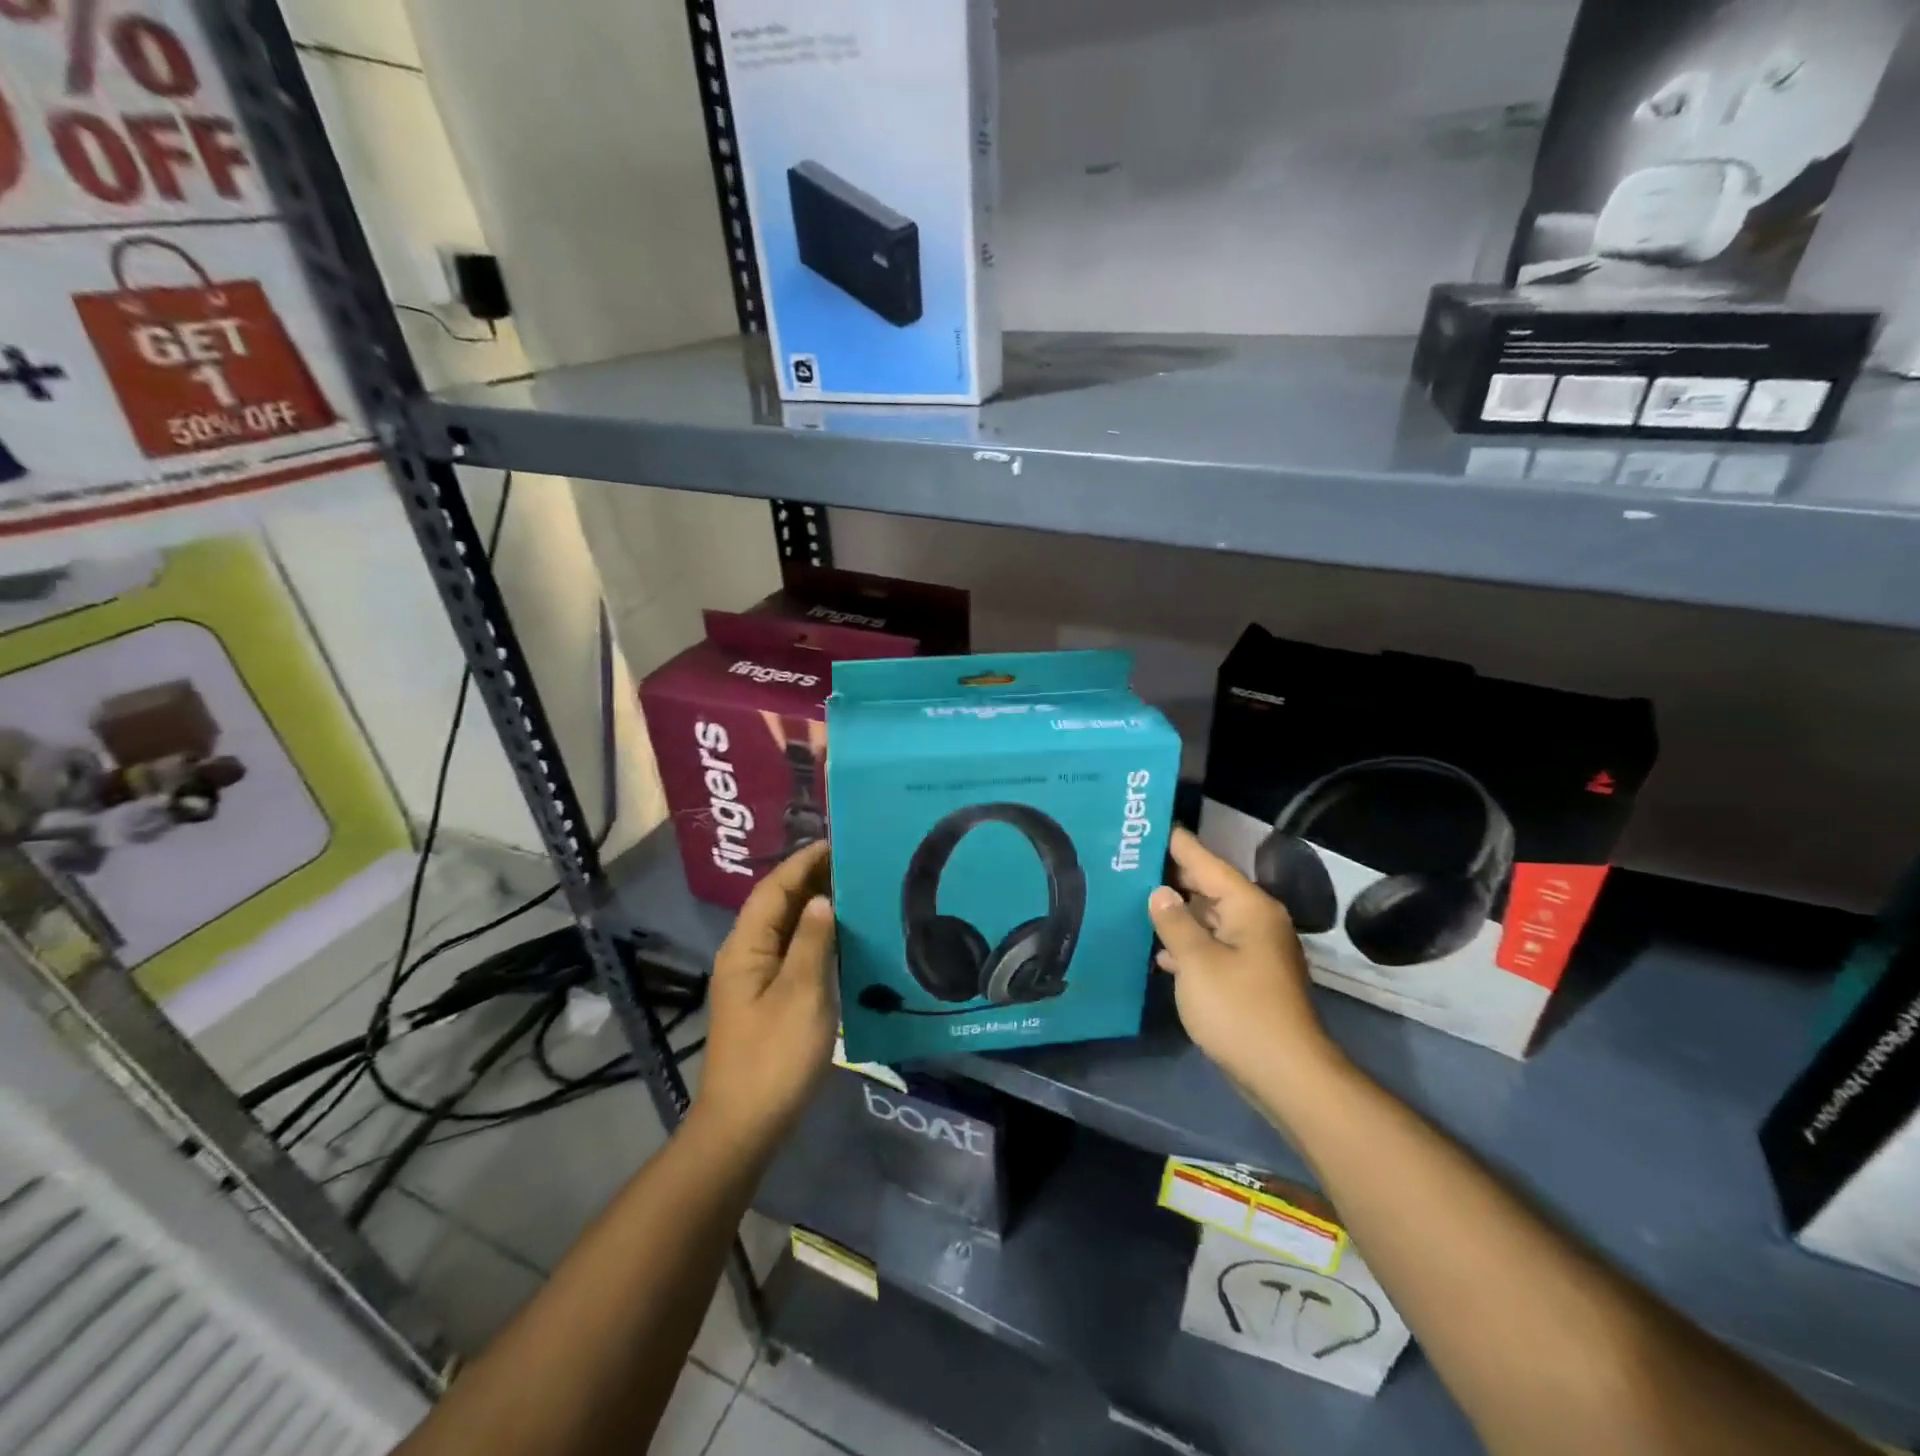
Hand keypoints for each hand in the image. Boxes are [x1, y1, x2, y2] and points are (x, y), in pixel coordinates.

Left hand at [694, 842, 836, 1152]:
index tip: (835, 841)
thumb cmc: (775, 1055)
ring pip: (783, 928)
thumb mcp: (801, 993)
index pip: (773, 889)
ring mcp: (753, 978)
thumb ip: (811, 941)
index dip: (802, 862)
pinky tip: (840, 937)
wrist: (745, 1124)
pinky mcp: (766, 999)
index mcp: (746, 947)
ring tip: (851, 888)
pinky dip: (813, 934)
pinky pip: (790, 951)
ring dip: (812, 905)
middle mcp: (744, 955)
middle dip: (808, 878)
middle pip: (775, 904)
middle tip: (851, 860)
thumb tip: (821, 899)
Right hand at [1148, 828, 1335, 1090]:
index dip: (1179, 845)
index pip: (1207, 862)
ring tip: (1137, 898)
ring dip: (1178, 912)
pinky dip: (1189, 943)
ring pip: (1210, 918)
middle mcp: (1256, 921)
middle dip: (1174, 877)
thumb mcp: (1196, 961)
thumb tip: (1160, 892)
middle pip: (1210, 888)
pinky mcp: (1249, 977)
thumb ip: (1174, 922)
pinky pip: (1214, 945)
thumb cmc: (1238, 1009)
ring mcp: (1255, 950)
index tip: (1153, 825)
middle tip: (1133, 861)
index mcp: (1248, 907)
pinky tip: (1160, 950)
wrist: (1284, 1073)